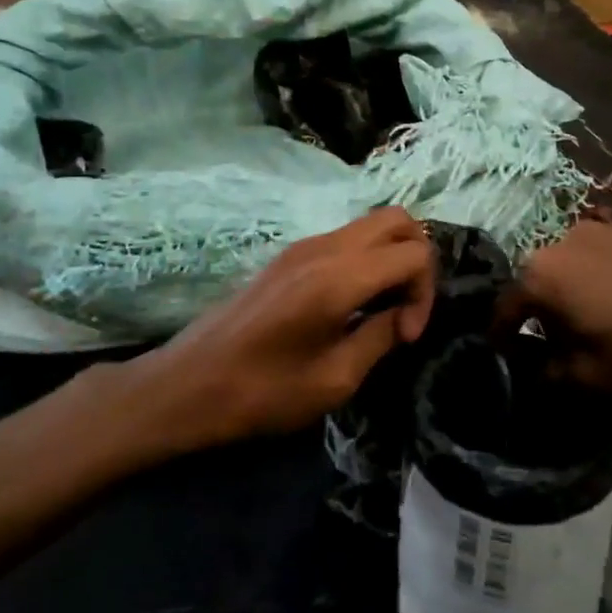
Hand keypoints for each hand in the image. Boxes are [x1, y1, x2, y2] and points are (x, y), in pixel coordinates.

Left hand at [129, 208, 436, 449]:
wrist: (186, 385)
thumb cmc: (261, 393)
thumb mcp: (334, 380)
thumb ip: (380, 337)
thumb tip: (403, 316)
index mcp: (338, 277)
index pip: (414, 253)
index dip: (425, 293)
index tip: (406, 335)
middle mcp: (324, 247)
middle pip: (398, 220)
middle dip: (417, 260)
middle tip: (405, 308)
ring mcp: (304, 245)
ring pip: (373, 224)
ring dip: (392, 257)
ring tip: (383, 308)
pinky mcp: (290, 255)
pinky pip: (348, 239)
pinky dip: (368, 259)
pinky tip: (354, 304)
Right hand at [511, 221, 611, 395]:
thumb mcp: (597, 378)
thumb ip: (555, 373)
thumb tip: (543, 366)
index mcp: (542, 274)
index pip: (506, 308)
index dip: (504, 336)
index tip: (508, 355)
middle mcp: (563, 239)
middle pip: (540, 280)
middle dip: (544, 312)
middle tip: (560, 344)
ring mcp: (603, 226)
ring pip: (573, 265)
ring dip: (576, 292)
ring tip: (599, 322)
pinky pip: (605, 255)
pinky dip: (605, 277)